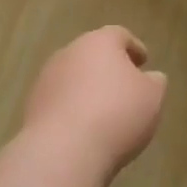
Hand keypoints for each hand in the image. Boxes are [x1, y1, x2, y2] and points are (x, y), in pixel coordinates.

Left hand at [22, 26, 167, 180]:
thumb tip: (149, 77)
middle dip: (108, 67)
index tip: (144, 62)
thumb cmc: (116, 114)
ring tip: (104, 112)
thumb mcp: (152, 97)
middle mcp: (69, 52)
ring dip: (87, 89)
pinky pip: (60, 102)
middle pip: (92, 54)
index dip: (134, 48)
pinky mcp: (33, 107)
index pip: (119, 35)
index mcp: (99, 42)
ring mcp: (46, 79)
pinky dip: (72, 109)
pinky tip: (84, 129)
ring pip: (73, 77)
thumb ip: (154, 82)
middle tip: (125, 85)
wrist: (63, 151)